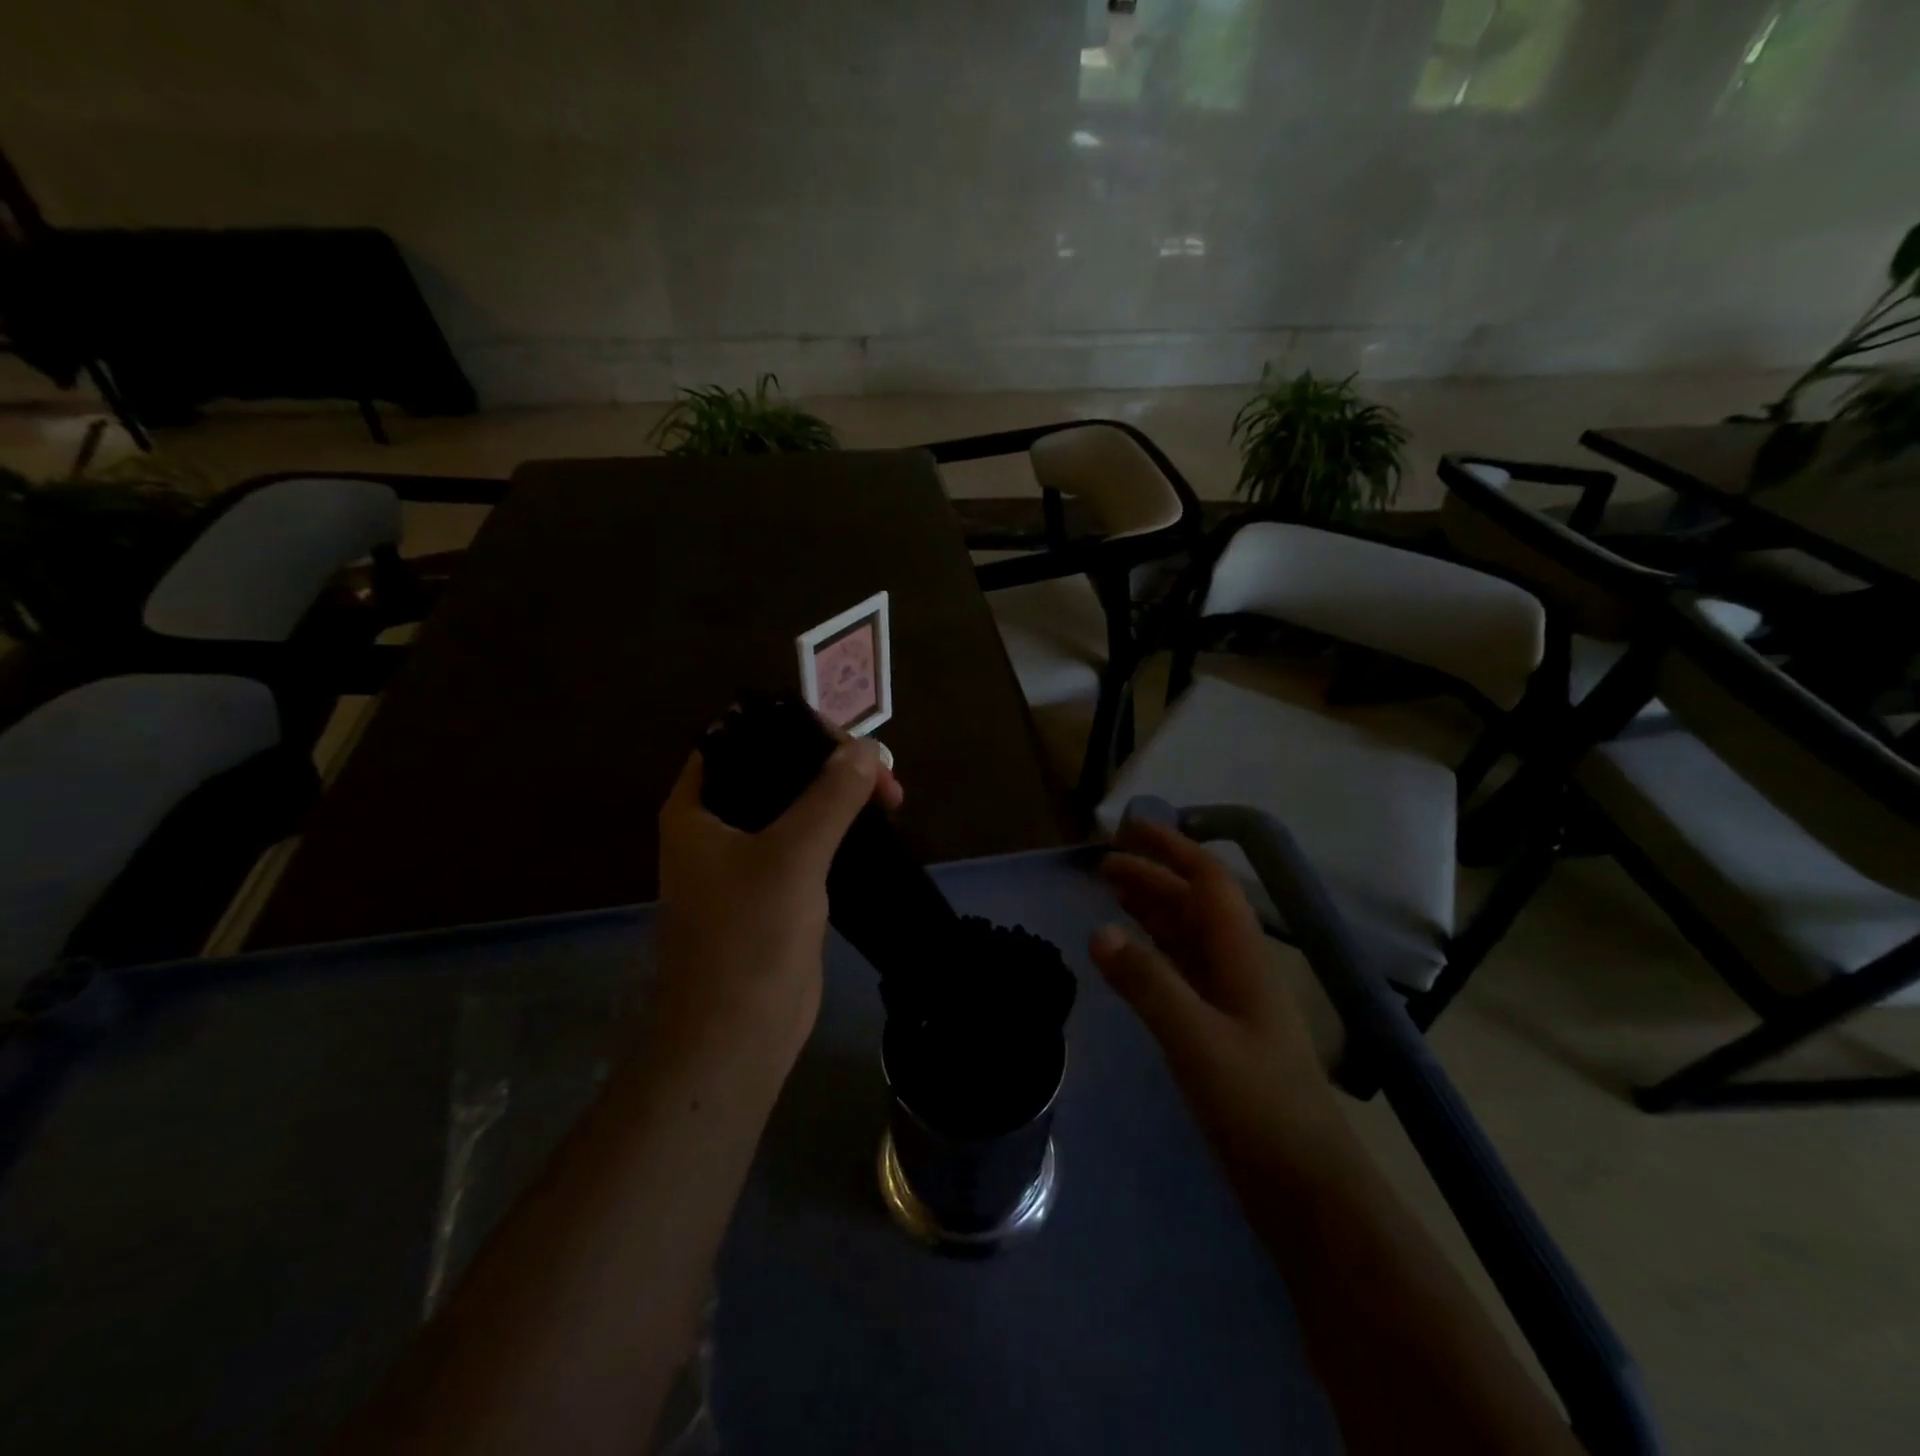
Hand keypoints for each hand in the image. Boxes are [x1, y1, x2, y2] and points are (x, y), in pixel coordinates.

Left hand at [654, 734, 902, 1076]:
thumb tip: (867, 748)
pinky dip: (839, 830)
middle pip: (775, 771)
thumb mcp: (792, 854)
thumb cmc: (748, 937)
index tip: (847, 741)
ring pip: (795, 807)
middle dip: (829, 765)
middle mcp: (715, 827)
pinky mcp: (773, 891)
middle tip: (882, 775)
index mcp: (697, 807)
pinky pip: (807, 843)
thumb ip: (830, 795)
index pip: (742, 738)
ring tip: (889, 797)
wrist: (736, 1035)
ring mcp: (744, 860)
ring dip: (839, 798)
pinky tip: (874, 829)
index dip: (793, 728)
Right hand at [1091, 818, 1338, 1152]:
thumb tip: (1099, 931)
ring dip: (1153, 910)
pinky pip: (1182, 972)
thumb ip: (1148, 984)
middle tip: (1103, 864)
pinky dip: (1154, 951)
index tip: (1130, 830)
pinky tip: (1131, 955)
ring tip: (1112, 894)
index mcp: (1243, 958)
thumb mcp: (1197, 1041)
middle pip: (1195, 905)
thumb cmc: (1258, 1107)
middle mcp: (1239, 969)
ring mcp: (1231, 1003)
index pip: (1209, 883)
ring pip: (1188, 937)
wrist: (1306, 1190)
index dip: (1172, 850)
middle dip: (1153, 877)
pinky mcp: (1220, 1033)